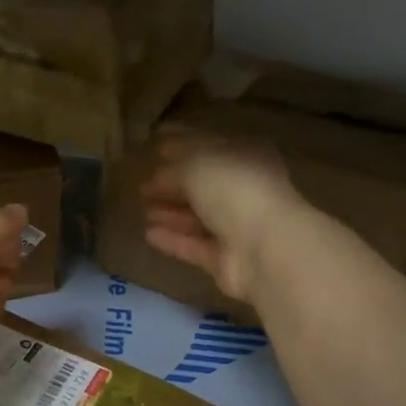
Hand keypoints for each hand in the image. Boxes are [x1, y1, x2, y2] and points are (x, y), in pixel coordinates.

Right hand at [140, 130, 302, 304]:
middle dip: (172, 184)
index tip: (155, 147)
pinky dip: (173, 240)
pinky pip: (194, 245)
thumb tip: (156, 177)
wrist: (264, 248)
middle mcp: (244, 190)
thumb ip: (173, 169)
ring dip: (170, 212)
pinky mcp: (225, 259)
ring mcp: (236, 227)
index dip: (182, 146)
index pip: (210, 146)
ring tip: (141, 208)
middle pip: (203, 185)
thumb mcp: (197, 165)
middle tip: (142, 184)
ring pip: (197, 217)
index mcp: (246, 157)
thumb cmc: (234, 191)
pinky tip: (148, 234)